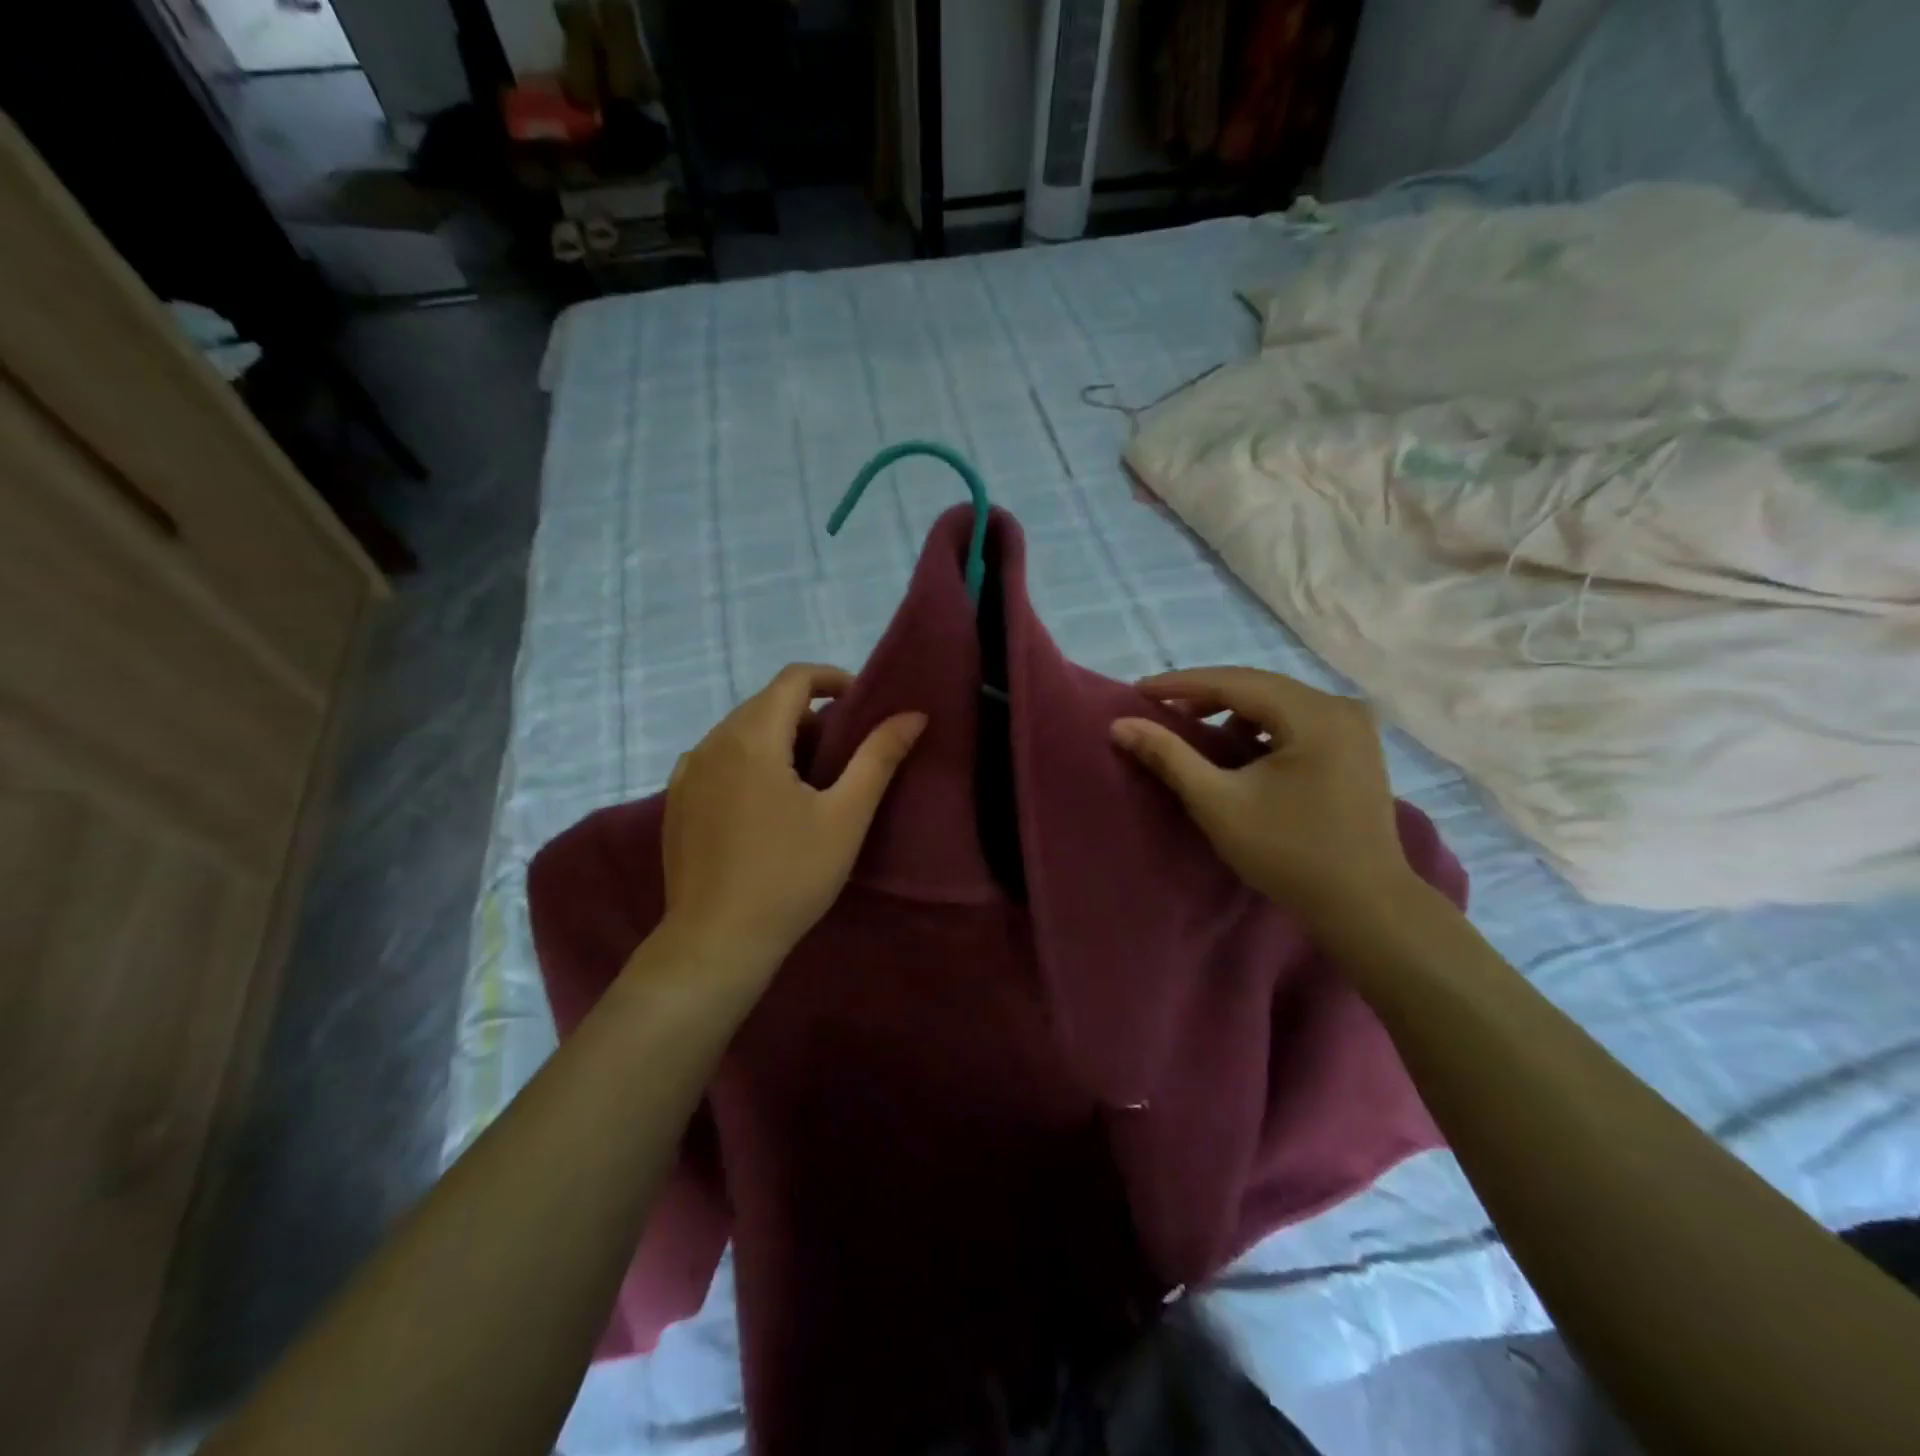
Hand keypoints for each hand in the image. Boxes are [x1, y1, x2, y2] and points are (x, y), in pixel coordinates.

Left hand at [660, 663, 925, 976]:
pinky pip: (717, 758)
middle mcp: (713, 742)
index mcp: (753, 737)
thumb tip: (913, 715)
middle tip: (843, 748)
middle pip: (766, 702)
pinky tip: (765, 799)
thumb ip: (879, 757)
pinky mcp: (677, 801)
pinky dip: (748, 759)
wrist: (716, 940)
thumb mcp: (846, 816)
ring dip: (778, 735)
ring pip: (739, 730)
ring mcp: (688, 772)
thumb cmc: (790, 876)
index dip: (832, 678)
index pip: (794, 678)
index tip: (860, 703)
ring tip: (809, 776)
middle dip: (808, 711)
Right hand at [1112, 666, 1417, 927]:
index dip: (1181, 684)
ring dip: (1232, 710)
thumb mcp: (1218, 803)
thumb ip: (1169, 757)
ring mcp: (1354, 726)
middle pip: (1258, 686)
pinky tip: (1239, 746)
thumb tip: (1120, 725)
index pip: (1234, 682)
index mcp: (1313, 713)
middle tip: (1160, 707)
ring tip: (1194, 726)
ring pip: (1278, 702)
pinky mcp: (1356, 747)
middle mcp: (1339, 707)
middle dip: (1205, 695)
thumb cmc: (1288, 853)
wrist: (1365, 906)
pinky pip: (1296, 720)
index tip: (1139, 690)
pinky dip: (1260, 726)